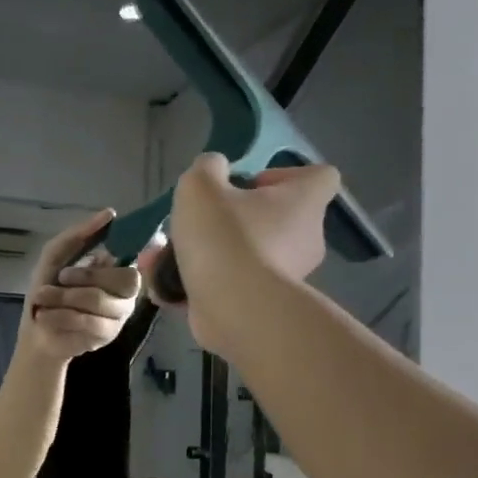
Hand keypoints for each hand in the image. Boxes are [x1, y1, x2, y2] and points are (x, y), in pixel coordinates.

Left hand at [22, 210, 142, 360]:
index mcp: (118, 271)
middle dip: (85, 277)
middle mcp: (126, 294)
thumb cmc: (50, 289)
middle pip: (123, 280)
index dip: (105, 261)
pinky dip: (61, 316)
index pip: (130, 260)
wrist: (36, 330)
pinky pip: (89, 322)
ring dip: (64, 297)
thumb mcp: (56, 255)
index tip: (78, 264)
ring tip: (43, 298)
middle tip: (61, 278)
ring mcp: (119, 317)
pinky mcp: (108, 336)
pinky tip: (46, 316)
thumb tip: (110, 213)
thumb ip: (80, 234)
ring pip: (99, 300)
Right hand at [144, 154, 341, 352]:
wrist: (234, 309)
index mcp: (303, 203)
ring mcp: (285, 277)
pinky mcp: (261, 307)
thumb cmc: (225, 237)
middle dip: (230, 221)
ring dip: (202, 255)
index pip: (319, 177)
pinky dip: (198, 286)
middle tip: (195, 224)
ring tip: (158, 259)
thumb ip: (206, 168)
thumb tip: (215, 170)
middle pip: (272, 219)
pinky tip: (164, 287)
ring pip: (240, 256)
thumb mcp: (201, 186)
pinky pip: (228, 288)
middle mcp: (303, 239)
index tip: (248, 185)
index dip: (284, 176)